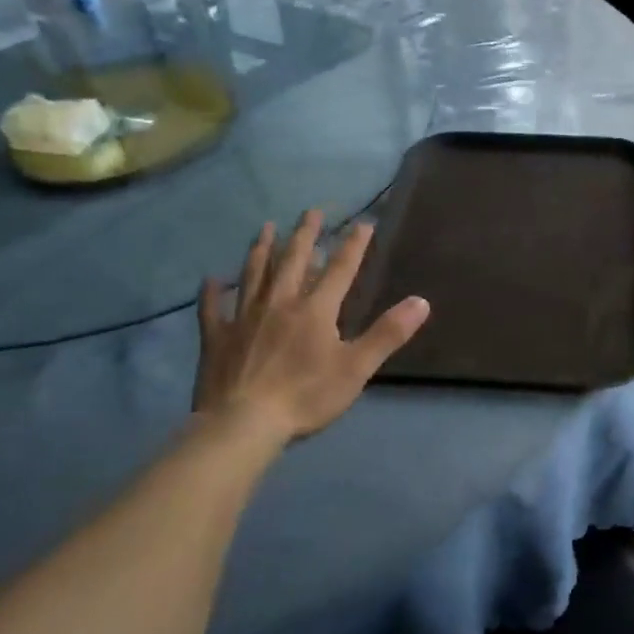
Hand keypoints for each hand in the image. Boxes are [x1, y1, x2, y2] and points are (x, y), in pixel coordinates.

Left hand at [193, 211, 428, 440]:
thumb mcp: (356, 367)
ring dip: (262, 249)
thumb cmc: (306, 396)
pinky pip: (212, 308)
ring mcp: (244, 317)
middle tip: (311, 211)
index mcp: (315, 309)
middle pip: (293, 260)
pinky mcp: (217, 337)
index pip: (340, 269)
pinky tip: (212, 280)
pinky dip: (212, 292)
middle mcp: (279, 303)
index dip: (353, 245)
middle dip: (305, 235)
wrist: (244, 422)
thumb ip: (387, 333)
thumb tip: (421, 301)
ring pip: (254, 274)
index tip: (363, 223)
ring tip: (266, 228)